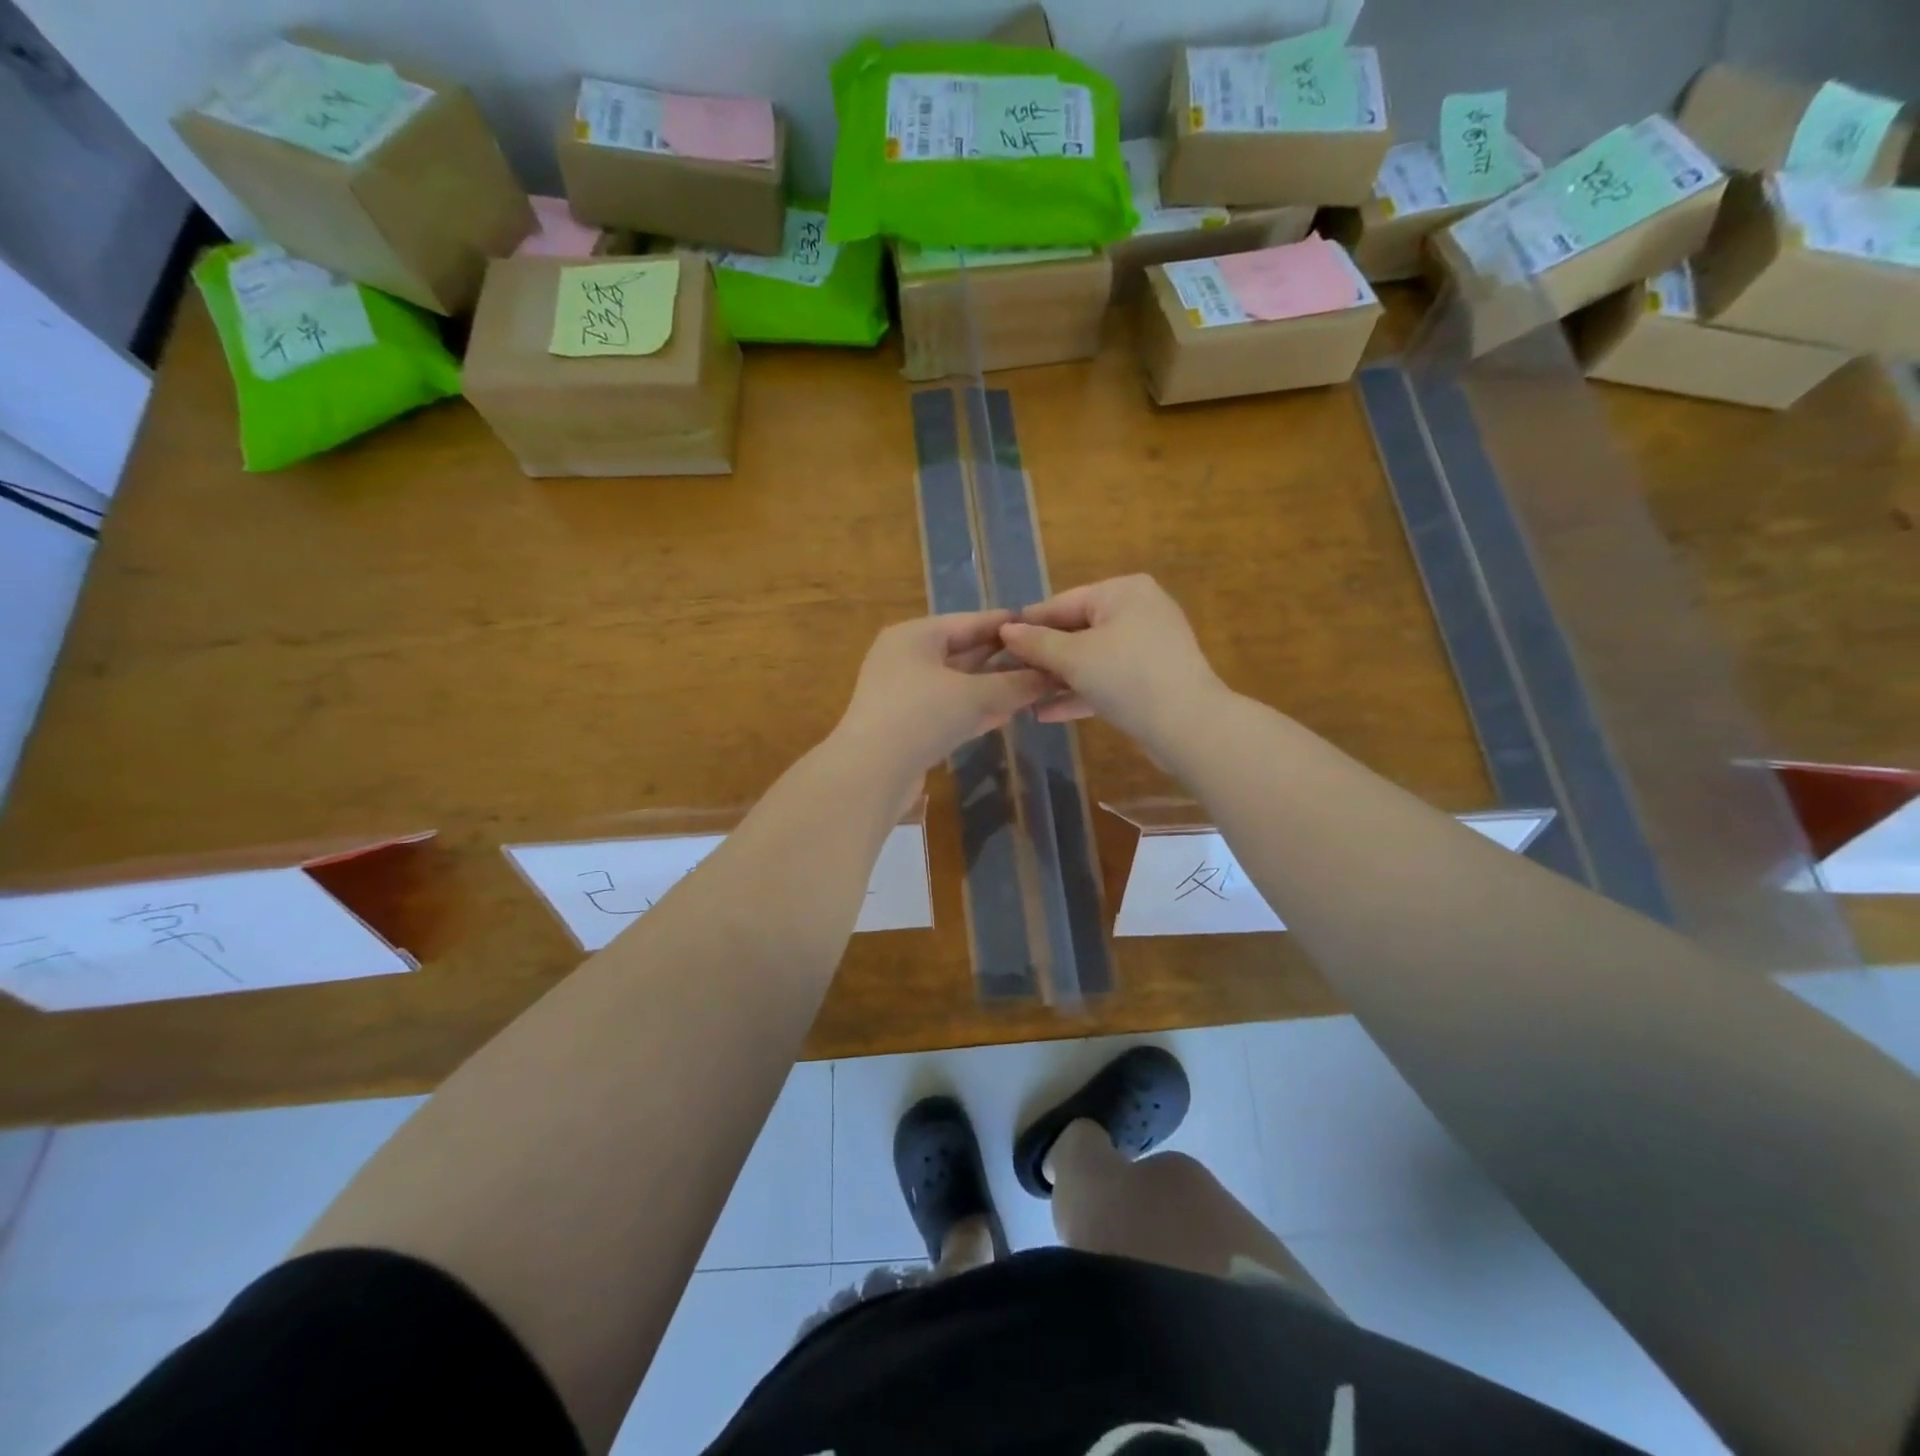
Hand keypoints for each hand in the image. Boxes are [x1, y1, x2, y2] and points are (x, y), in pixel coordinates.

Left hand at [832, 609, 1051, 782]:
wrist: (870, 774)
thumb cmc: (920, 716)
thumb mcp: (973, 695)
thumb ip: (1014, 684)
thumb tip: (1052, 676)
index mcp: (915, 636)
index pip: (970, 621)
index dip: (1008, 624)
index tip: (1045, 625)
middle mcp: (907, 658)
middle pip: (964, 652)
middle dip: (1003, 658)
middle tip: (1046, 659)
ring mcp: (905, 694)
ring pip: (959, 684)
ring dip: (994, 687)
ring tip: (1035, 686)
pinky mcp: (909, 727)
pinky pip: (950, 710)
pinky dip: (977, 710)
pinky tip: (1007, 714)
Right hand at [999, 575, 1228, 746]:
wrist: (1188, 726)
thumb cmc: (1127, 678)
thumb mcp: (1074, 659)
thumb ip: (1036, 643)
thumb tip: (1006, 629)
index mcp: (1122, 592)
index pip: (1062, 603)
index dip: (1028, 624)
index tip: (995, 641)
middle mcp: (1138, 610)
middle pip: (1077, 630)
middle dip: (1042, 656)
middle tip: (1006, 673)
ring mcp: (1147, 646)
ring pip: (1091, 658)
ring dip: (1057, 678)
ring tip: (1021, 694)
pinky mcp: (1151, 678)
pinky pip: (1107, 679)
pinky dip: (1081, 692)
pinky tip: (1046, 713)